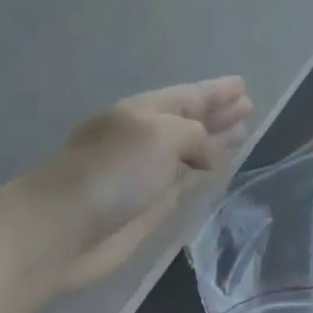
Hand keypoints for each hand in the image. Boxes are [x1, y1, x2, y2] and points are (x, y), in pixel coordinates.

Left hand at [24, 77, 251, 291]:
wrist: (63, 227)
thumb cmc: (113, 171)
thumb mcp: (161, 135)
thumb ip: (195, 137)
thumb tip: (210, 157)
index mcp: (145, 110)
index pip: (189, 96)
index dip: (216, 91)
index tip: (242, 85)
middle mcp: (147, 137)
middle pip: (190, 121)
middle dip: (218, 114)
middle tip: (249, 108)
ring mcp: (147, 173)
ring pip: (190, 152)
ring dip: (215, 142)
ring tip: (243, 133)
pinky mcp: (148, 207)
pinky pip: (185, 182)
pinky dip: (203, 173)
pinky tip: (218, 170)